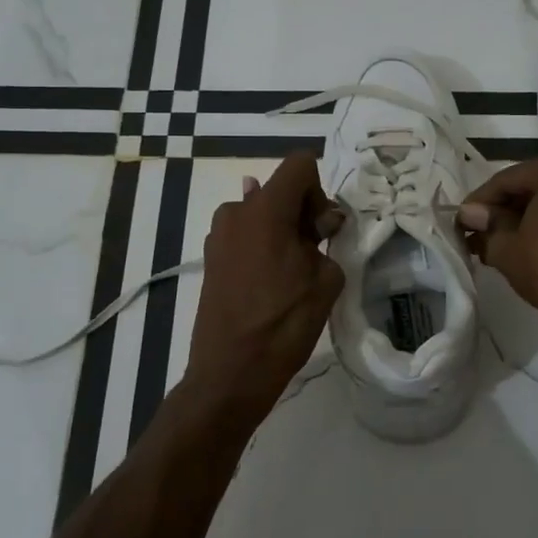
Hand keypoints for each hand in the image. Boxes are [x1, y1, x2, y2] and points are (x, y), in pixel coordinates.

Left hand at [184, 153, 345, 415]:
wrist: (231, 372)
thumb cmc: (284, 323)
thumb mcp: (325, 280)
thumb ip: (327, 239)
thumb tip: (321, 222)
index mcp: (265, 209)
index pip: (300, 164)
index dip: (320, 190)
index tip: (323, 229)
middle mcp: (236, 211)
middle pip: (279, 188)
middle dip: (303, 211)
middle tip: (317, 251)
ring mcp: (218, 235)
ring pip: (262, 213)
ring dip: (283, 229)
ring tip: (294, 271)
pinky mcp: (211, 258)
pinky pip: (246, 235)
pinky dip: (264, 245)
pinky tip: (271, 281)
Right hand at [457, 149, 537, 336]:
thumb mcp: (507, 249)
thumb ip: (487, 225)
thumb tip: (470, 214)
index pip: (506, 180)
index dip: (478, 202)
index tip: (459, 222)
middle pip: (532, 185)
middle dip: (504, 210)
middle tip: (477, 234)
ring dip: (526, 217)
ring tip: (499, 242)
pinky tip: (530, 242)